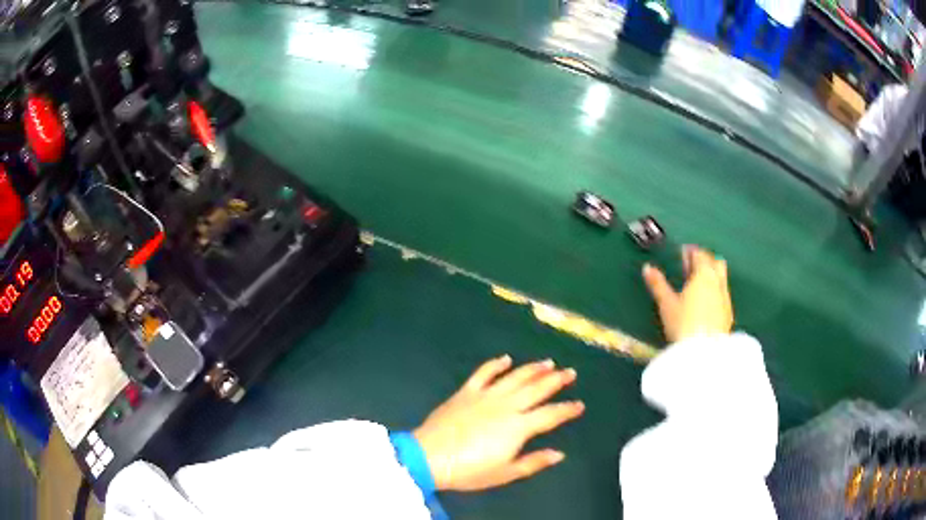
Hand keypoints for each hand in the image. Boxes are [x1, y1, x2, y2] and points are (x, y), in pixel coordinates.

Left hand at [413, 356, 583, 491]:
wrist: (429, 457)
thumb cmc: (469, 470)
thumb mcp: (505, 473)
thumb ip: (533, 462)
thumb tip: (559, 453)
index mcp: (518, 427)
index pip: (550, 415)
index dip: (567, 409)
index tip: (579, 404)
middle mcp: (506, 406)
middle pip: (537, 389)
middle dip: (556, 380)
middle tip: (570, 371)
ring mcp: (485, 395)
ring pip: (515, 377)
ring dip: (533, 368)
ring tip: (548, 362)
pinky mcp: (466, 392)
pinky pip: (483, 373)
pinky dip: (495, 364)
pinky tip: (505, 358)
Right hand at [642, 245, 732, 342]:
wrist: (703, 352)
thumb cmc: (683, 325)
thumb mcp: (666, 304)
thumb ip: (658, 284)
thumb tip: (647, 268)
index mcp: (704, 275)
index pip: (700, 254)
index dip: (691, 251)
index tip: (683, 252)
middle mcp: (718, 282)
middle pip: (715, 262)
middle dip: (705, 260)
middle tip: (691, 266)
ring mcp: (725, 298)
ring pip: (721, 278)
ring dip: (712, 276)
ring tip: (698, 285)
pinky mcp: (728, 313)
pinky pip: (723, 294)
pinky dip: (715, 292)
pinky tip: (706, 303)